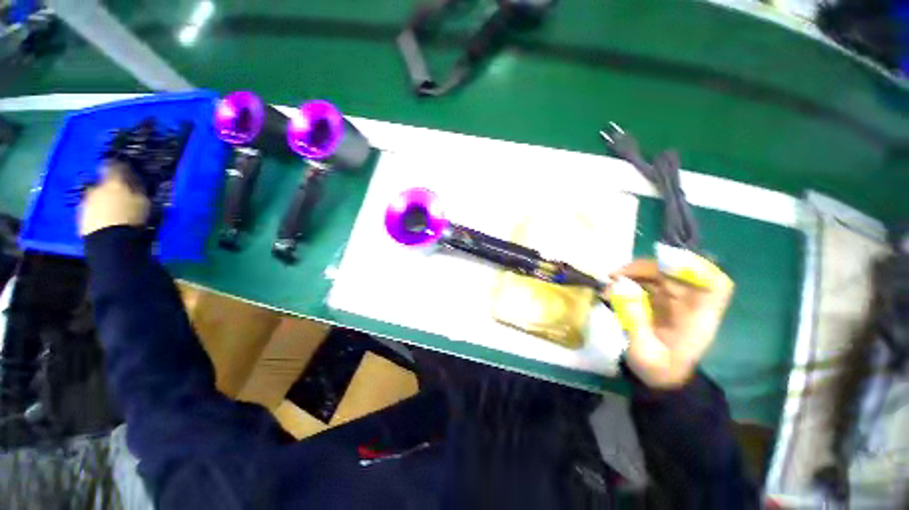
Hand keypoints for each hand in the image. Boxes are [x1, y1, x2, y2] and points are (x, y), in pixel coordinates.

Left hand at [79, 163, 149, 236]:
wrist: (109, 240)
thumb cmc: (131, 219)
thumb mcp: (143, 202)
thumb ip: (137, 189)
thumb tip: (136, 180)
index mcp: (114, 182)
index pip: (115, 166)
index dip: (120, 165)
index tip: (124, 166)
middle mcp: (97, 187)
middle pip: (103, 182)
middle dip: (110, 187)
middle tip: (120, 195)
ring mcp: (87, 200)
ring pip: (96, 195)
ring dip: (103, 199)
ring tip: (113, 209)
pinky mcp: (81, 214)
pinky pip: (91, 208)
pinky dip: (98, 210)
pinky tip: (105, 218)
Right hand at [607, 245, 733, 388]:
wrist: (659, 379)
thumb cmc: (658, 370)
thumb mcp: (644, 352)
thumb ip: (635, 322)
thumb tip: (618, 289)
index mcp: (698, 320)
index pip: (716, 286)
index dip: (697, 269)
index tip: (666, 264)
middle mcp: (690, 306)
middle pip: (679, 274)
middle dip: (648, 268)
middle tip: (618, 274)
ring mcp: (674, 303)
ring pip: (660, 276)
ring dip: (634, 273)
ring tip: (610, 279)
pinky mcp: (659, 303)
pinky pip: (646, 284)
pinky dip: (628, 282)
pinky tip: (611, 289)